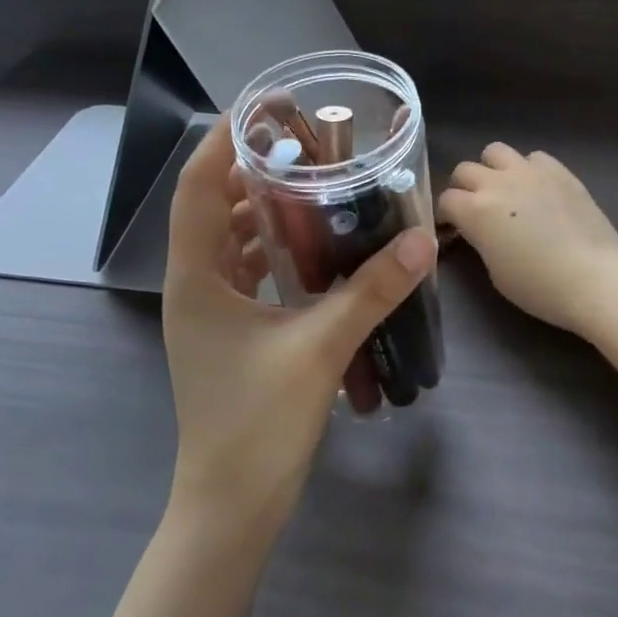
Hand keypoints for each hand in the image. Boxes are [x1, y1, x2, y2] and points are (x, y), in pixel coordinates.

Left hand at [162, 120, 436, 531]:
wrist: (231, 506)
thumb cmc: (258, 424)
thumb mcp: (321, 348)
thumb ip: (372, 290)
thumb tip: (422, 238)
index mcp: (197, 277)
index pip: (197, 188)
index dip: (222, 142)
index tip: (261, 110)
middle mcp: (194, 285)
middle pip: (213, 208)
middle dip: (252, 171)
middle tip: (304, 146)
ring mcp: (208, 312)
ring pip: (229, 242)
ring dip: (264, 212)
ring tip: (313, 187)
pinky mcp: (227, 333)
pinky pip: (244, 272)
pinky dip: (273, 250)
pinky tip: (314, 249)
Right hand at [437, 144, 617, 336]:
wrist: (596, 278)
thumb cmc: (540, 286)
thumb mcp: (495, 271)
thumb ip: (480, 240)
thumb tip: (479, 231)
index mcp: (475, 210)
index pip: (446, 200)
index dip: (445, 215)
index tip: (452, 229)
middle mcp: (497, 182)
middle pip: (465, 170)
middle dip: (463, 188)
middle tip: (475, 209)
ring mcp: (530, 171)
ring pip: (496, 151)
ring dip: (493, 169)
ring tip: (504, 190)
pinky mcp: (560, 170)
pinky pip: (533, 157)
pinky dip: (528, 169)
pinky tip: (537, 189)